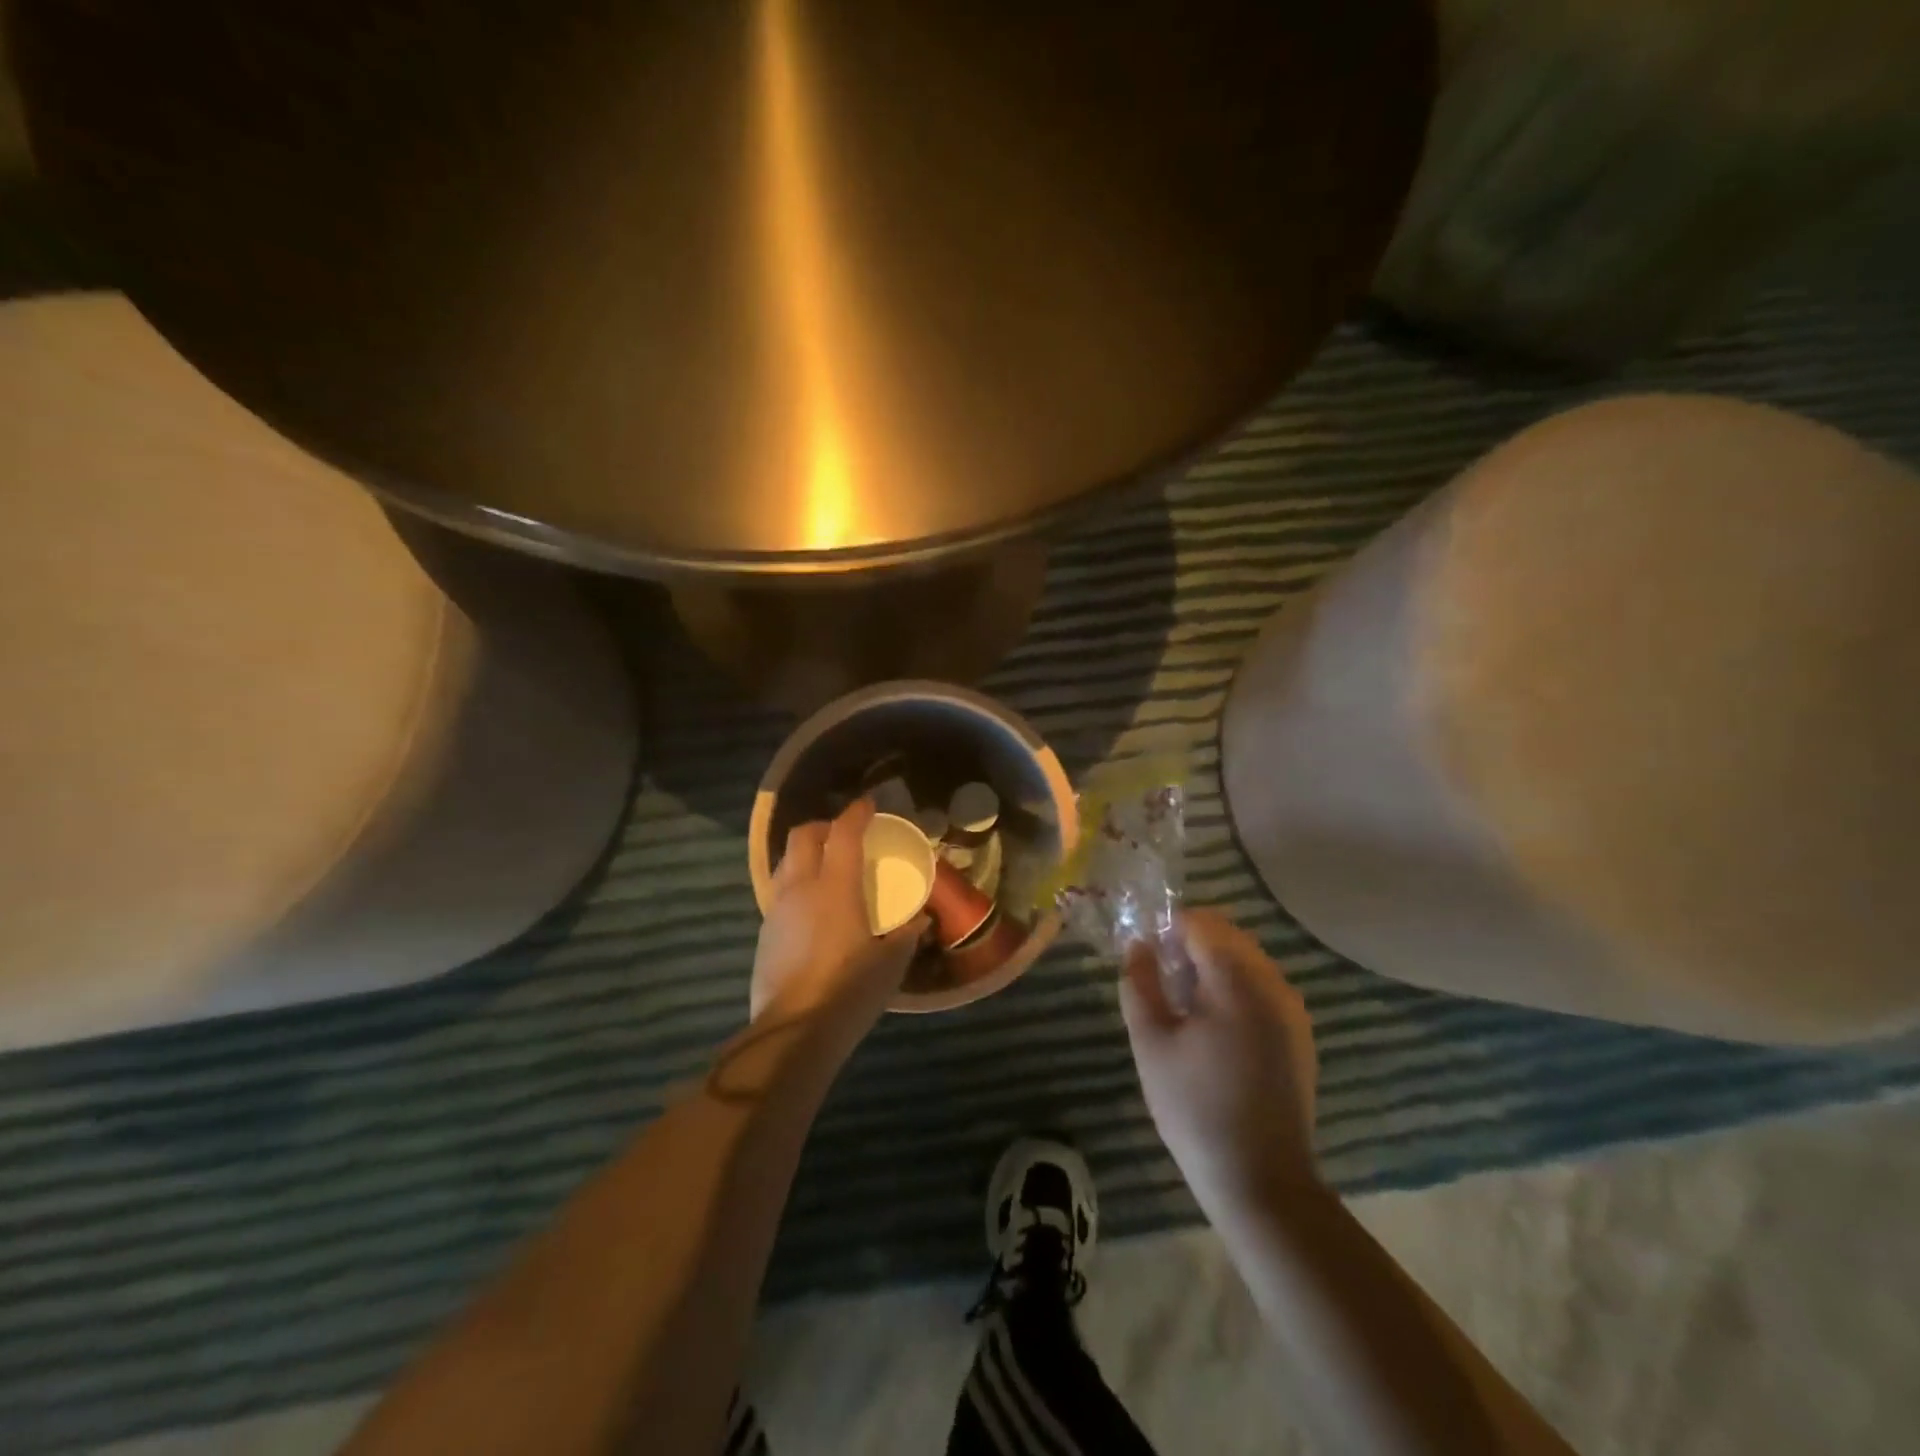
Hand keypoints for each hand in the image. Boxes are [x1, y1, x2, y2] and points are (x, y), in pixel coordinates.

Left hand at [751, 800, 925, 1047]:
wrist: (793, 1032)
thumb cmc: (849, 991)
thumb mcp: (891, 963)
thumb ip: (906, 935)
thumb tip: (920, 920)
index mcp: (835, 887)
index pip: (843, 834)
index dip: (856, 814)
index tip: (868, 805)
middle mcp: (801, 888)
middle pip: (803, 837)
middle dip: (823, 826)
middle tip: (844, 834)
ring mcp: (777, 910)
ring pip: (786, 862)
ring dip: (805, 854)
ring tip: (826, 868)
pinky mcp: (765, 934)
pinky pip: (780, 892)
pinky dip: (797, 884)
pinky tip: (813, 909)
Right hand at [1120, 909, 1319, 1216]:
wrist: (1261, 1181)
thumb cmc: (1196, 1108)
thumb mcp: (1151, 1043)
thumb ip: (1139, 983)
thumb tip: (1138, 945)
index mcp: (1237, 980)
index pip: (1201, 922)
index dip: (1168, 927)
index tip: (1146, 954)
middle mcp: (1273, 983)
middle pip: (1228, 935)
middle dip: (1190, 943)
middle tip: (1159, 978)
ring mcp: (1292, 1010)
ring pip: (1246, 960)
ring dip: (1212, 965)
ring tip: (1182, 1004)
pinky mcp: (1299, 1035)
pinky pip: (1262, 987)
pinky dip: (1234, 988)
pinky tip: (1212, 1028)